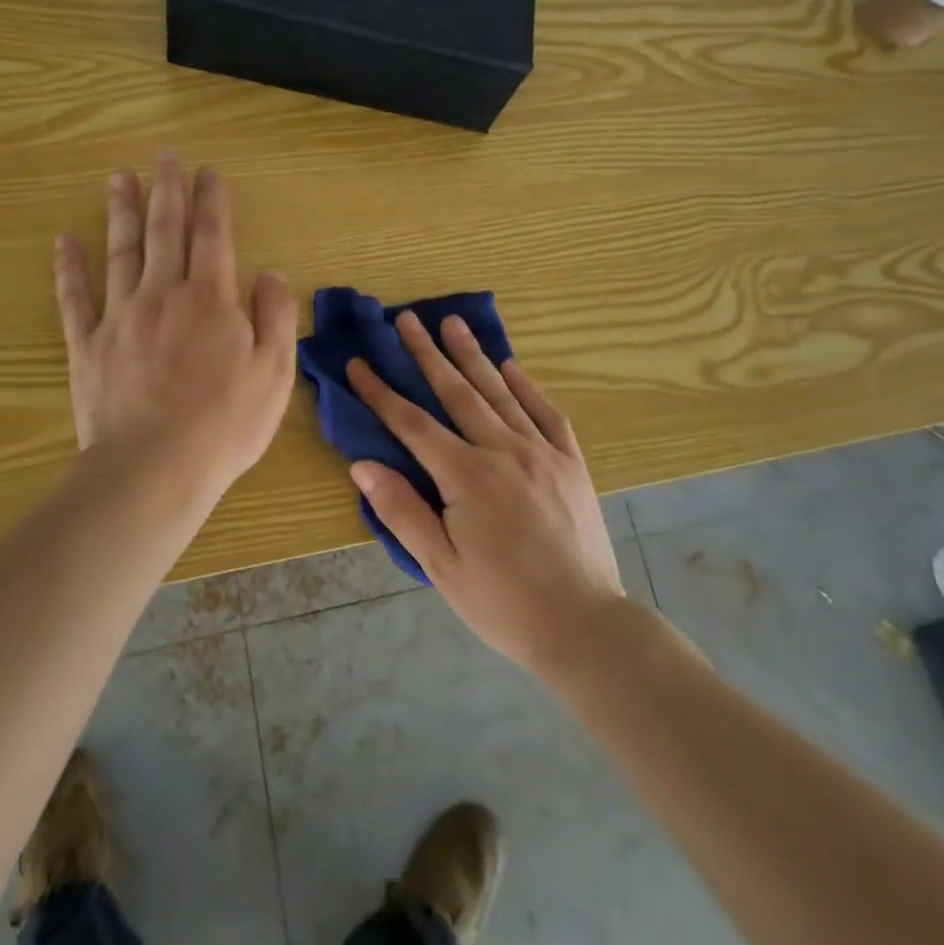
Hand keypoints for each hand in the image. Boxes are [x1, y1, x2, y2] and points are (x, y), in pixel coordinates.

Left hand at [54, 156, 298, 504]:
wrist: (155, 469)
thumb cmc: (225, 423)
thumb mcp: (274, 372)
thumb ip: (276, 316)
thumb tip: (270, 272)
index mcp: (211, 299)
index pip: (212, 236)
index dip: (211, 200)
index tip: (208, 171)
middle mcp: (163, 295)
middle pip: (165, 231)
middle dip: (167, 191)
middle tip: (163, 157)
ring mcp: (120, 317)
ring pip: (120, 252)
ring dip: (121, 212)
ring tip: (119, 178)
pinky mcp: (87, 345)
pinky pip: (75, 298)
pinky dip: (68, 267)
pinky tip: (64, 240)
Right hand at [347, 312, 623, 671]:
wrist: (585, 626)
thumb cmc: (504, 603)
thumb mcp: (441, 566)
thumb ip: (401, 511)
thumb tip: (362, 464)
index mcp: (467, 476)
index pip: (412, 423)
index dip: (381, 392)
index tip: (358, 362)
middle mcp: (504, 450)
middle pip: (457, 392)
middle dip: (427, 353)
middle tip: (406, 318)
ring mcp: (542, 452)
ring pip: (500, 392)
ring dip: (473, 356)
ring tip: (452, 323)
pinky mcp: (571, 463)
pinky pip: (547, 413)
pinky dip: (527, 386)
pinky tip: (512, 366)